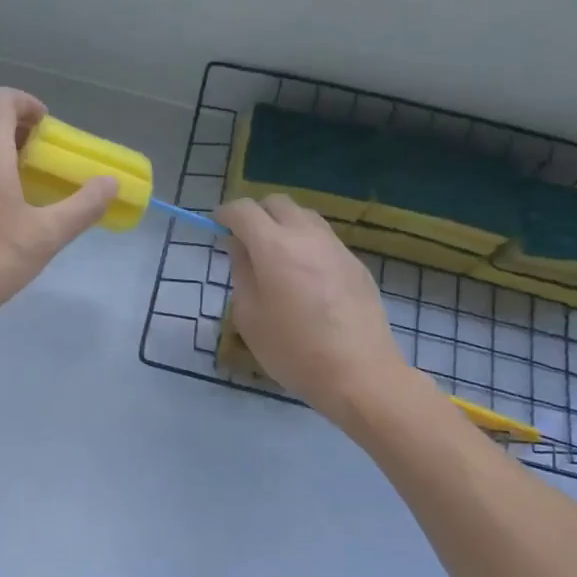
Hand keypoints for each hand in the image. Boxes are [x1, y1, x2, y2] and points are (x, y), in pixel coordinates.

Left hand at [0, 88, 116, 338]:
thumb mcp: (45, 237)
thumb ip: (82, 207)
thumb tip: (109, 182)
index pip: (0, 99)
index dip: (26, 103)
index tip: (47, 128)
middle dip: (24, 139)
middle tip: (48, 168)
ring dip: (5, 162)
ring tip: (29, 197)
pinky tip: (0, 222)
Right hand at [217, 195, 416, 433]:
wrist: (360, 374)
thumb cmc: (293, 350)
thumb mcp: (249, 315)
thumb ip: (241, 271)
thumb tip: (239, 246)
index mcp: (274, 247)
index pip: (243, 210)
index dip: (225, 214)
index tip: (217, 228)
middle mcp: (306, 236)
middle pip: (277, 203)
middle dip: (256, 214)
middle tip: (246, 241)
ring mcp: (336, 247)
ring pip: (304, 216)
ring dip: (283, 225)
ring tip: (276, 256)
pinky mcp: (356, 264)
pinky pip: (324, 239)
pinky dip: (306, 243)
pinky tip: (305, 276)